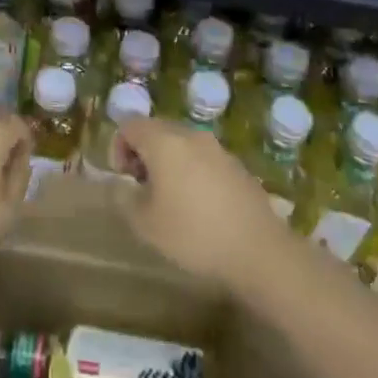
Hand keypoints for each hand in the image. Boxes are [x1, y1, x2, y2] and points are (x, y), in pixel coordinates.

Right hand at [112, 118, 292, 287]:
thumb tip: (124, 185)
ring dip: (169, 163)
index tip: (125, 180)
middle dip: (143, 154)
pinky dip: (193, 172)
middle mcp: (191, 135)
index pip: (130, 125)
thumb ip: (125, 197)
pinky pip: (204, 158)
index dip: (118, 148)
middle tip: (143, 188)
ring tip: (171, 199)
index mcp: (164, 142)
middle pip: (156, 130)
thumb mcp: (145, 223)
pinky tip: (200, 206)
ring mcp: (218, 149)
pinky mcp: (237, 166)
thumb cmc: (194, 234)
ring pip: (182, 144)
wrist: (260, 252)